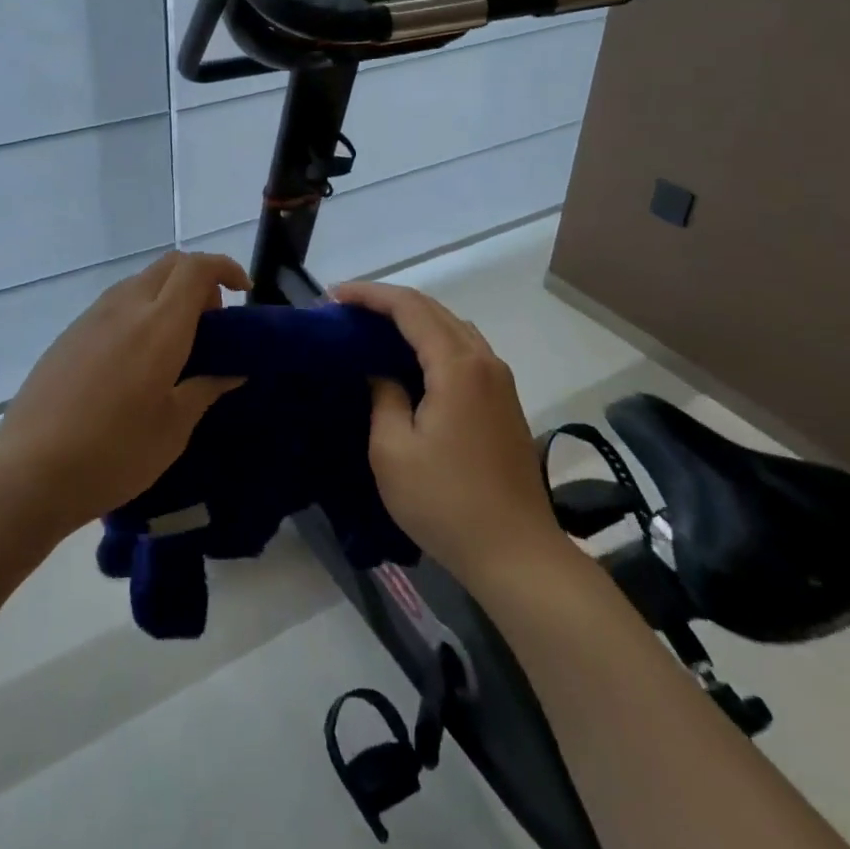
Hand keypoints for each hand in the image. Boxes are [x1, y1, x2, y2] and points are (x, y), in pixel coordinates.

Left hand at [0, 252, 249, 542]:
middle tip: (211, 326)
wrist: (28, 472)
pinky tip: (137, 360)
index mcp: (159, 325)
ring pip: (141, 282)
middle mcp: (125, 307)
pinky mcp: (70, 333)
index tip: (242, 293)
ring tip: (176, 346)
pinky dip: (141, 311)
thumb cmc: (113, 453)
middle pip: (170, 265)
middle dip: (199, 281)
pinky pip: (116, 303)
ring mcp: (92, 317)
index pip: (198, 268)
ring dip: (168, 296)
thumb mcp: (173, 428)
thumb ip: (206, 388)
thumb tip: (233, 370)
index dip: (226, 268)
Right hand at [332, 282, 565, 583]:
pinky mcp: (505, 401)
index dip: (369, 295)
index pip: (409, 307)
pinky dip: (432, 341)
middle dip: (388, 302)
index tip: (333, 297)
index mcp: (457, 365)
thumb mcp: (393, 450)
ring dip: (413, 320)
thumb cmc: (446, 502)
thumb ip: (382, 396)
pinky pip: (464, 350)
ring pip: (452, 328)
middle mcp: (484, 361)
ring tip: (374, 329)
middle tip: (347, 310)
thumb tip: (381, 372)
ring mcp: (500, 380)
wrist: (516, 553)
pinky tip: (410, 360)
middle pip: (434, 310)